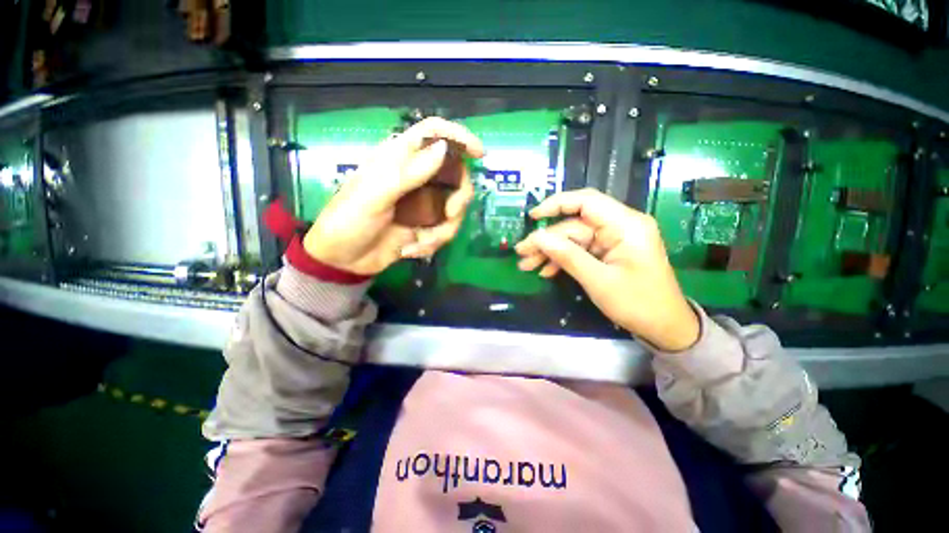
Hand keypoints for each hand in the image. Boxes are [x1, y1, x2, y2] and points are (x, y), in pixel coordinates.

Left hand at [303, 117, 484, 275]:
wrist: (343, 260)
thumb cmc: (349, 220)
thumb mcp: (375, 195)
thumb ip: (408, 172)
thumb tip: (443, 148)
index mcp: (399, 159)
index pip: (432, 133)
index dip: (457, 137)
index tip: (478, 153)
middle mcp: (416, 177)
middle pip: (455, 176)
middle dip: (458, 198)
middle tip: (450, 214)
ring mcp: (423, 204)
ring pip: (454, 208)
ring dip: (443, 230)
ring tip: (420, 243)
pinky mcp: (425, 226)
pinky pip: (444, 231)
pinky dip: (432, 243)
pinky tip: (411, 251)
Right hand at [515, 189, 699, 351]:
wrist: (665, 327)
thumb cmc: (638, 304)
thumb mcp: (599, 281)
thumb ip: (568, 256)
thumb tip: (538, 238)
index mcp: (625, 225)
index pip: (586, 201)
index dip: (556, 204)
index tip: (532, 218)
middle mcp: (619, 226)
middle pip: (574, 225)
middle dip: (546, 240)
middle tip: (522, 254)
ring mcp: (613, 240)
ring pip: (573, 239)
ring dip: (550, 252)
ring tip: (527, 266)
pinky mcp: (608, 252)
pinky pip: (580, 250)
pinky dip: (562, 260)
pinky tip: (546, 271)